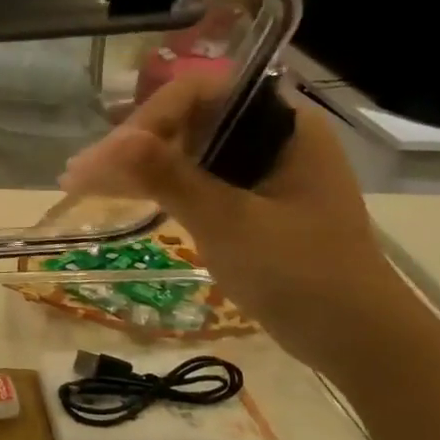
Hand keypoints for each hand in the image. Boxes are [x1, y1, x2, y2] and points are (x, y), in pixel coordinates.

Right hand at [59, 74, 411, 370]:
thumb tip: (113, 141)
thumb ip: (171, 177)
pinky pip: (193, 179)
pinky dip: (157, 186)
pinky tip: (117, 194)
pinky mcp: (248, 201)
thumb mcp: (230, 222)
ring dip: (136, 164)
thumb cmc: (304, 275)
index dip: (151, 118)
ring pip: (185, 151)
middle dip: (133, 143)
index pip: (203, 95)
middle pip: (188, 120)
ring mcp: (259, 171)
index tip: (110, 154)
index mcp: (284, 127)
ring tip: (81, 182)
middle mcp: (270, 138)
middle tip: (80, 173)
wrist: (359, 343)